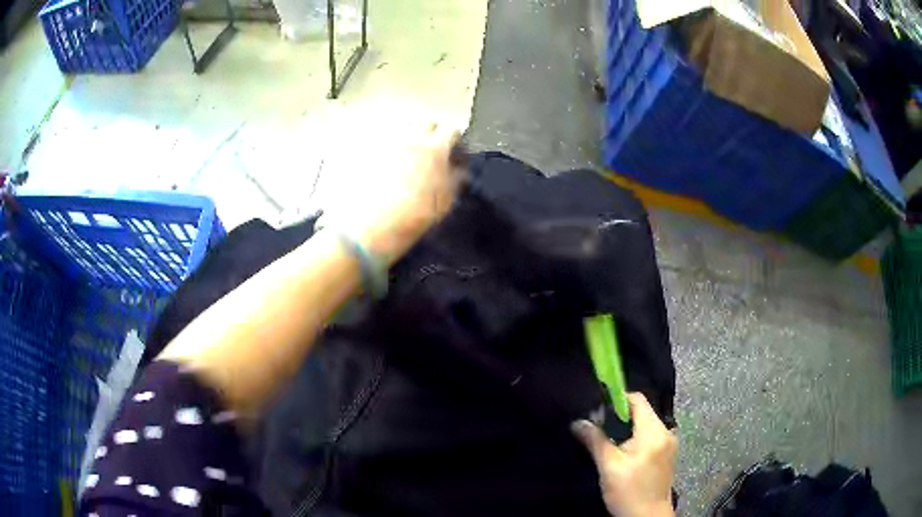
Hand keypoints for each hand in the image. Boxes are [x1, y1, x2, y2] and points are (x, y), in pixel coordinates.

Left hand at [318, 122, 463, 263]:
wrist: (369, 228)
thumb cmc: (412, 218)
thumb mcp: (444, 203)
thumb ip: (455, 179)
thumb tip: (458, 166)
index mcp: (434, 149)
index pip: (451, 131)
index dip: (455, 140)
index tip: (455, 151)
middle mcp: (410, 137)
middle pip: (426, 123)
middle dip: (433, 133)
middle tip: (433, 150)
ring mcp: (385, 142)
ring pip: (404, 127)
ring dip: (411, 135)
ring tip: (410, 154)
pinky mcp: (366, 150)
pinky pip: (384, 139)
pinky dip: (391, 145)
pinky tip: (389, 162)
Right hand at [572, 393, 677, 516]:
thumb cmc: (628, 492)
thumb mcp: (608, 467)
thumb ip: (595, 441)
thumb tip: (578, 422)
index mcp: (654, 432)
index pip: (637, 400)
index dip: (617, 400)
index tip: (598, 409)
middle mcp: (666, 432)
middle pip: (641, 412)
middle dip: (619, 418)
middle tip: (599, 429)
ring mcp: (669, 443)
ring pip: (645, 425)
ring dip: (626, 430)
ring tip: (608, 443)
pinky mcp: (667, 454)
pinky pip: (650, 437)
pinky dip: (635, 439)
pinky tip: (623, 454)